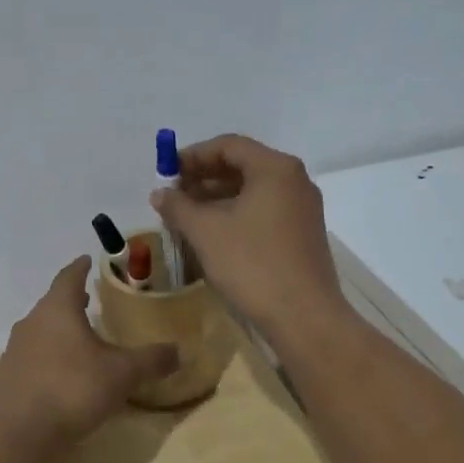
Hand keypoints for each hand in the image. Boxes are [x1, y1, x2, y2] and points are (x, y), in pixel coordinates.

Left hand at [0, 257, 178, 448]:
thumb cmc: (73, 390)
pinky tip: (63, 371)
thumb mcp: (122, 374)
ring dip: (60, 328)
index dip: (80, 267)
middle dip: (72, 299)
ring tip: (80, 335)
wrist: (19, 435)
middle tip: (90, 298)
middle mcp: (32, 322)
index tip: (87, 260)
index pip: (69, 277)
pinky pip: (33, 355)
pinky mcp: (8, 376)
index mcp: (57, 309)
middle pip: (53, 303)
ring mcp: (15, 350)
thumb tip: (180, 351)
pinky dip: (49, 354)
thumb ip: (152, 360)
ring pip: (41, 329)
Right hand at [149, 134, 346, 337]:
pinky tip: (212, 235)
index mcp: (275, 168)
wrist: (303, 316)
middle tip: (173, 196)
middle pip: (242, 166)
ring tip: (186, 217)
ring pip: (252, 191)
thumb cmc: (252, 264)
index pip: (228, 145)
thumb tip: (160, 193)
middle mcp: (294, 181)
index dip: (193, 156)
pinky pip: (263, 212)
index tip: (166, 172)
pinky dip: (236, 215)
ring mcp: (302, 209)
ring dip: (217, 199)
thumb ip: (178, 206)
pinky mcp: (302, 234)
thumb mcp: (206, 232)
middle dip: (203, 178)